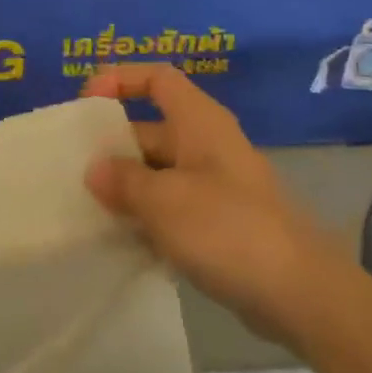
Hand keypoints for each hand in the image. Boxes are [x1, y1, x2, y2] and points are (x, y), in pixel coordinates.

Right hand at [83, 64, 341, 342]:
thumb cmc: (227, 229)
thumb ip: (122, 181)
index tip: (86, 103)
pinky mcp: (219, 222)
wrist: (299, 293)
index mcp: (199, 122)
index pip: (158, 78)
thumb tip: (95, 170)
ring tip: (85, 206)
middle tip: (73, 168)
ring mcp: (214, 185)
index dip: (120, 79)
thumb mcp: (163, 201)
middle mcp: (206, 145)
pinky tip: (118, 239)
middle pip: (150, 128)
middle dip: (112, 145)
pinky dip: (145, 216)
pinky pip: (171, 207)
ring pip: (157, 172)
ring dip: (124, 186)